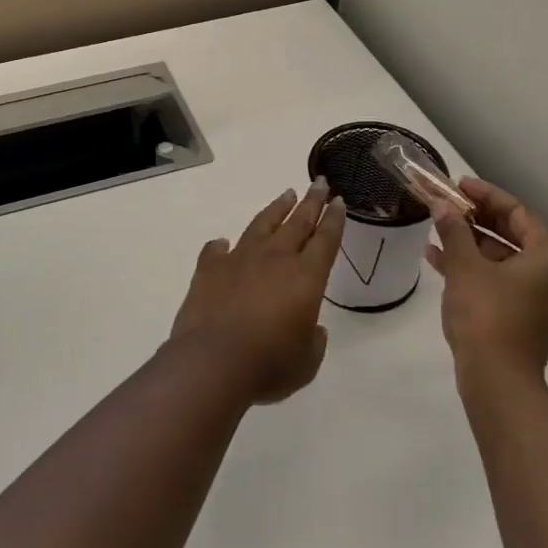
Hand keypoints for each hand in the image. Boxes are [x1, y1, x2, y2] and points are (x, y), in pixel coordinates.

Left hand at [171, 182, 345, 404]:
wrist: (213, 362)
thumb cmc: (269, 364)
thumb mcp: (306, 361)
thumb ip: (313, 341)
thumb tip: (311, 328)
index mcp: (306, 277)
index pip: (325, 240)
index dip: (334, 220)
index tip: (338, 200)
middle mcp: (275, 258)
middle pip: (298, 222)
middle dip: (311, 202)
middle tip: (319, 183)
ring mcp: (239, 259)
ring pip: (262, 225)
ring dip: (276, 209)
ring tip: (286, 195)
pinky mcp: (209, 269)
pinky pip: (216, 250)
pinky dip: (221, 245)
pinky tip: (223, 242)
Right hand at [426, 178, 547, 386]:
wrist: (498, 381)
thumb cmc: (485, 314)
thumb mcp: (464, 266)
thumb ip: (453, 230)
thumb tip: (442, 205)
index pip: (518, 213)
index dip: (486, 196)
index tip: (458, 186)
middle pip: (513, 236)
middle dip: (476, 220)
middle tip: (447, 207)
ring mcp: (542, 301)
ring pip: (504, 261)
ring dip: (471, 245)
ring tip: (436, 233)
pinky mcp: (527, 321)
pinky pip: (501, 283)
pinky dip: (475, 271)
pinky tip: (440, 262)